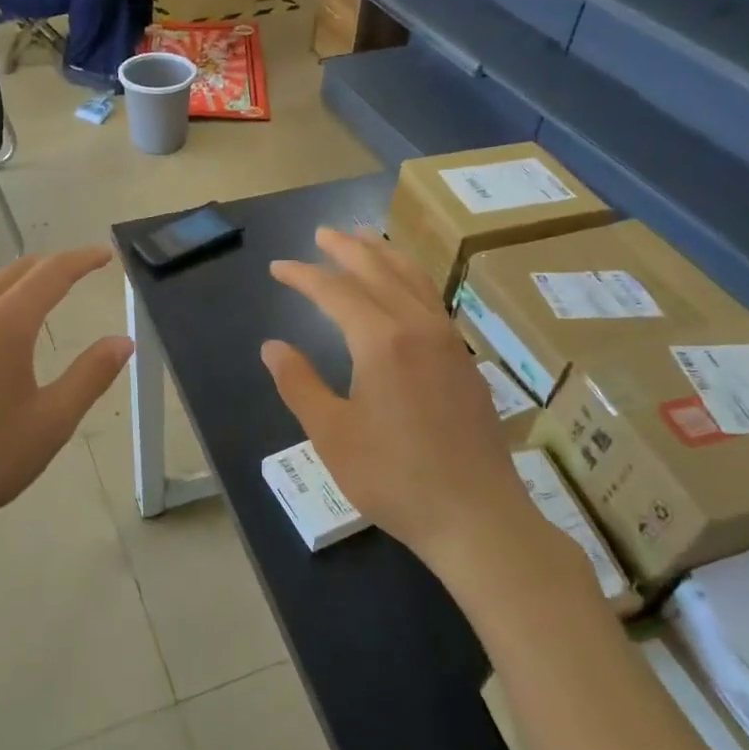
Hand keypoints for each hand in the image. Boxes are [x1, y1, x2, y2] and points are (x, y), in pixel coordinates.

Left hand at [0, 249, 132, 550]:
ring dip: (15, 282)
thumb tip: (123, 341)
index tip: (105, 255)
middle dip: (49, 264)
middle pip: (13, 272)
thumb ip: (90, 376)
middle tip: (77, 269)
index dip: (81, 260)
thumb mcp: (51, 422)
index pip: (50, 273)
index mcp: (4, 326)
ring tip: (36, 293)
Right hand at [262, 230, 556, 575]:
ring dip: (384, 254)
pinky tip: (404, 289)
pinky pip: (433, 300)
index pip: (335, 291)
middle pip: (378, 271)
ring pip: (414, 279)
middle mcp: (418, 327)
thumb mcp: (331, 434)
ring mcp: (449, 342)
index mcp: (380, 341)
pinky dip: (411, 279)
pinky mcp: (465, 361)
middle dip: (346, 249)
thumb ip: (299, 384)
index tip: (278, 268)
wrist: (476, 516)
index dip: (304, 275)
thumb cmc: (393, 477)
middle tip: (321, 234)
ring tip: (365, 238)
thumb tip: (272, 347)